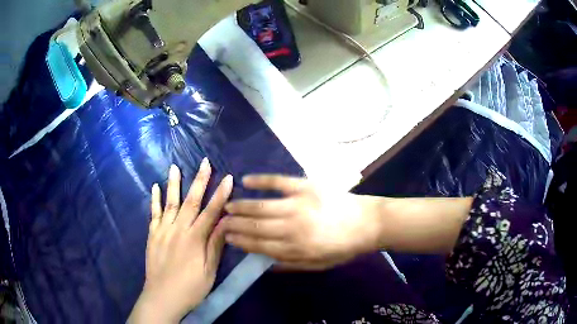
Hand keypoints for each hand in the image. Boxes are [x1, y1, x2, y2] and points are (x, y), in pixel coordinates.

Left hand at [128, 159, 232, 322]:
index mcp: (195, 239)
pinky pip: (154, 213)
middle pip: (191, 201)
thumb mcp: (209, 270)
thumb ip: (215, 245)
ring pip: (170, 202)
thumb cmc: (191, 287)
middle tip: (205, 162)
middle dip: (200, 180)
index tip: (228, 178)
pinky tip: (155, 187)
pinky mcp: (152, 235)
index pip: (211, 212)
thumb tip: (226, 222)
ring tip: (175, 166)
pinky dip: (155, 199)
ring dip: (174, 183)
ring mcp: (163, 230)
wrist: (163, 296)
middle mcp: (178, 229)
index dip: (221, 194)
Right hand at [222, 175, 383, 270]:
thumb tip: (265, 264)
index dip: (241, 242)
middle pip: (256, 226)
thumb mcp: (319, 265)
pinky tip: (246, 181)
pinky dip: (261, 180)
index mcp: (296, 248)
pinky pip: (278, 181)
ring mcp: (298, 204)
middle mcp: (292, 227)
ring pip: (261, 206)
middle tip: (220, 221)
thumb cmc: (343, 247)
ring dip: (242, 206)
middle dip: (235, 225)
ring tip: (228, 205)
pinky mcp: (306, 186)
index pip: (259, 245)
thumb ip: (291, 264)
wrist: (368, 223)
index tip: (227, 238)